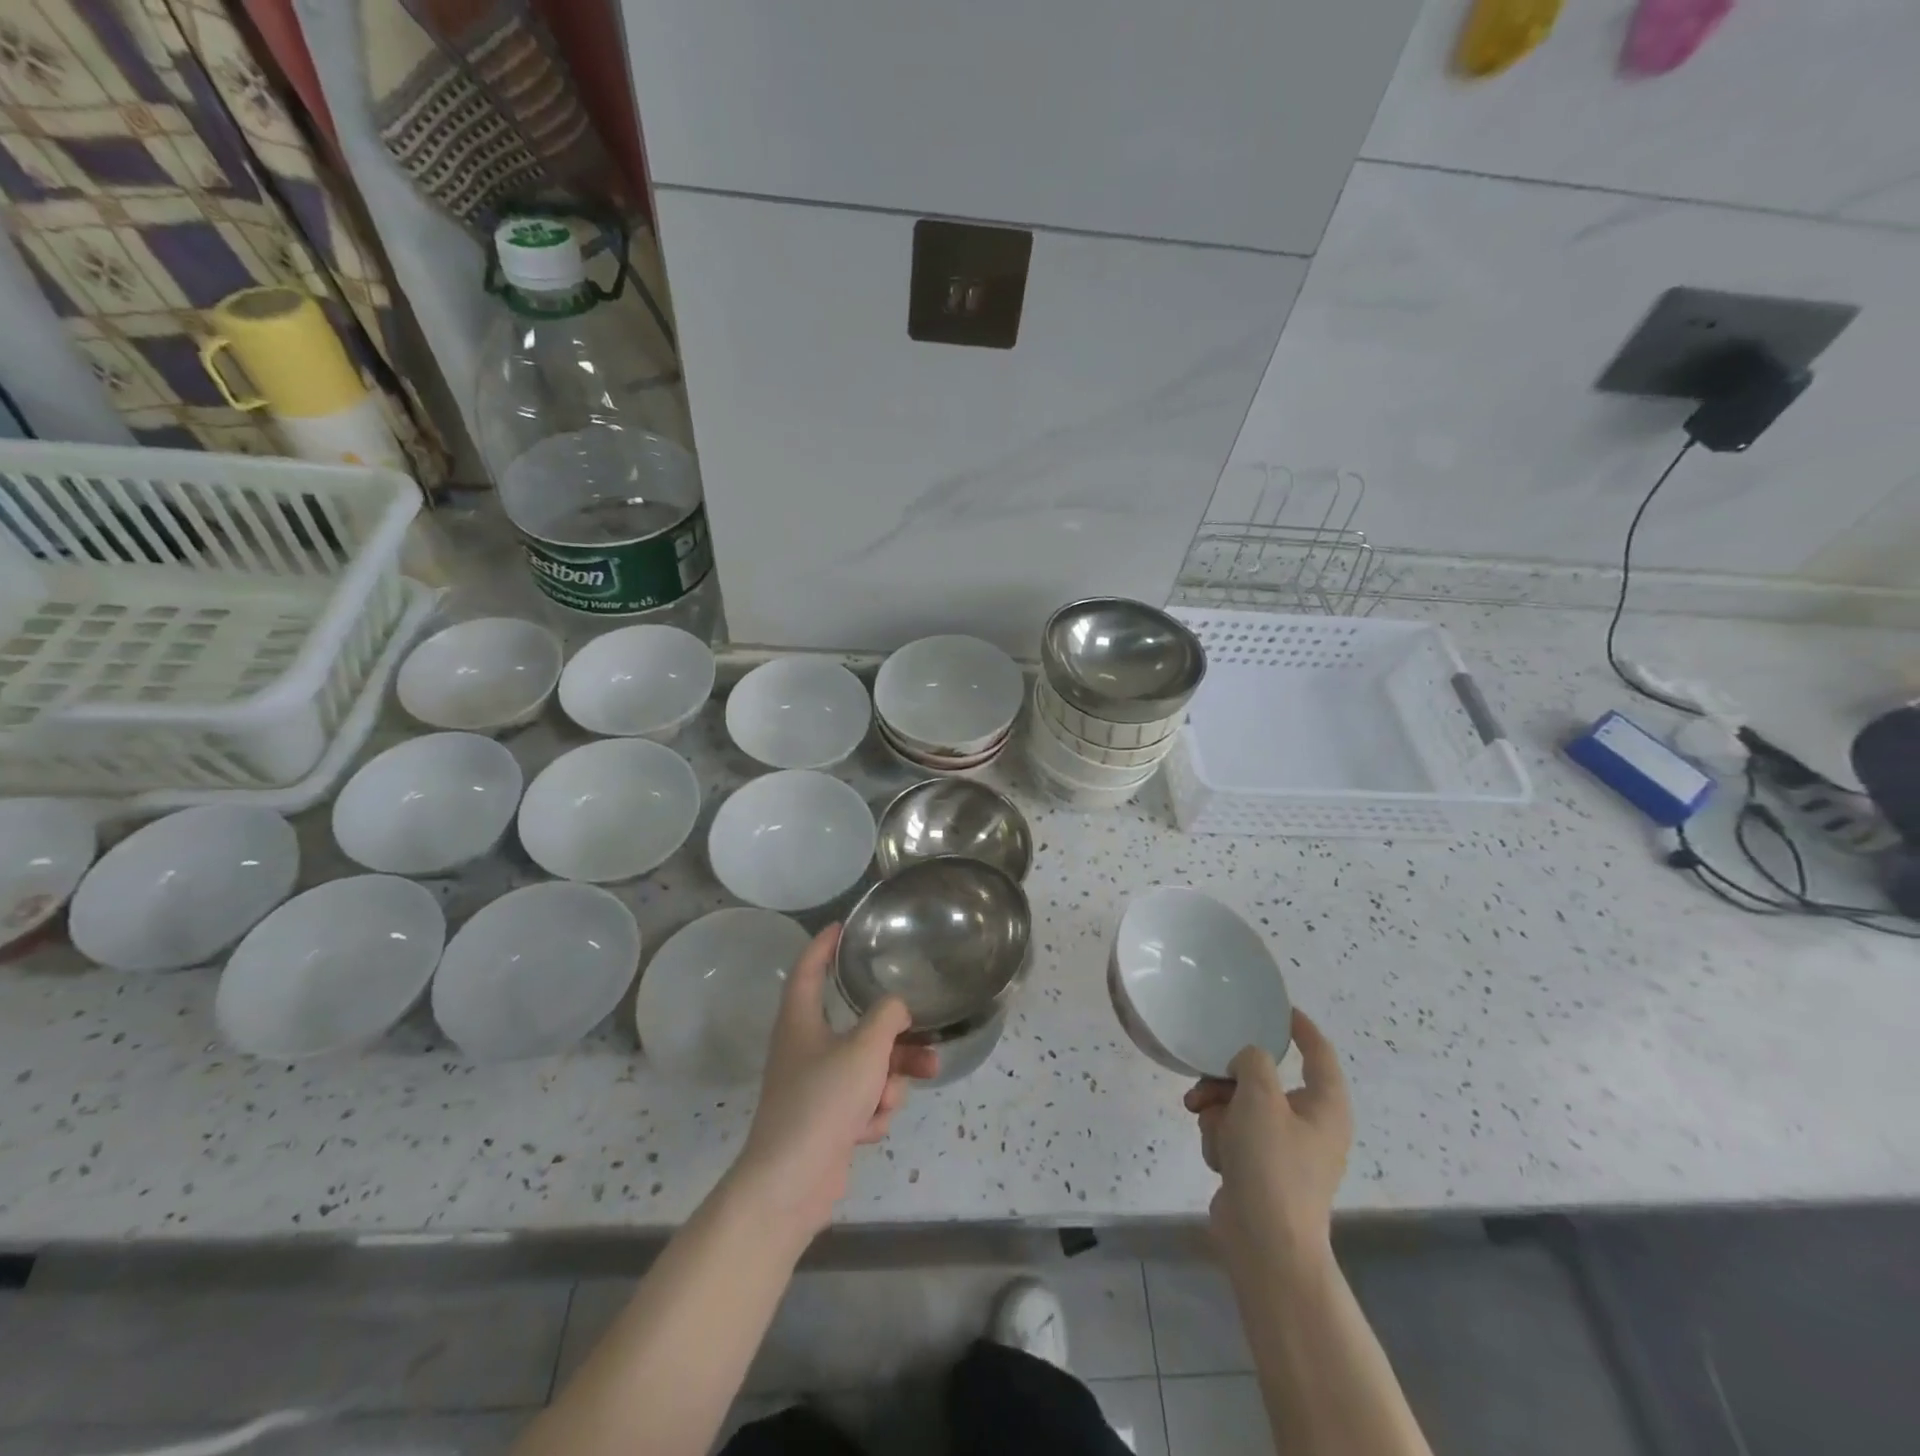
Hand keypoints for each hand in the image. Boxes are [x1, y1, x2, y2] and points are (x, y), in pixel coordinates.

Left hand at [733, 924, 937, 1239]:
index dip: (824, 945)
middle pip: (856, 1026)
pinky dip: (872, 1111)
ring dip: (889, 1079)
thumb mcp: (864, 1049)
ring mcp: (816, 1087)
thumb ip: (887, 1017)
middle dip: (893, 1036)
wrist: (791, 1185)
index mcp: (800, 1021)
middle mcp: (805, 1048)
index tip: (842, 926)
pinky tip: (868, 1129)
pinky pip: (862, 1100)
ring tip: (904, 1090)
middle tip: (923, 1036)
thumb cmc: (822, 1102)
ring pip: (867, 1066)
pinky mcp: (827, 1121)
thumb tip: (896, 1007)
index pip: (809, 969)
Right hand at [1183, 1009, 1350, 1270]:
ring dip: (1218, 1110)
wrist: (1266, 1246)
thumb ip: (1253, 1061)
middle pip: (1265, 1079)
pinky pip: (1236, 1135)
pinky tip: (1217, 1157)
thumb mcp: (1259, 1098)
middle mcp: (1310, 1124)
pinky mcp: (1262, 1171)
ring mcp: (1286, 1150)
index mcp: (1325, 1106)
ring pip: (1242, 1105)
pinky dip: (1222, 1139)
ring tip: (1202, 1121)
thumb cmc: (1272, 1165)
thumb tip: (1247, 1063)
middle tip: (1205, 1083)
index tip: (1278, 1008)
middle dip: (1229, 1080)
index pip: (1318, 1053)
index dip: (1300, 1028)